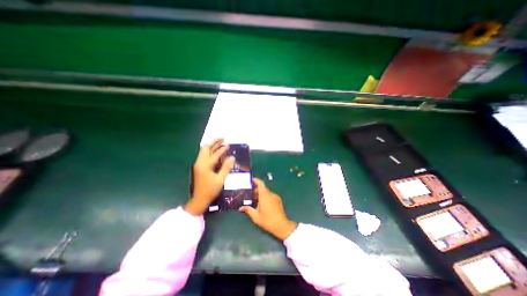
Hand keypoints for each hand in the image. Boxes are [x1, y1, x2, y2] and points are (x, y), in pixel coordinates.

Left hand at [185, 138, 233, 216]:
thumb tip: (232, 157)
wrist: (199, 199)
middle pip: (206, 148)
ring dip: (211, 146)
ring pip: (204, 151)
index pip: (215, 154)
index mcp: (205, 165)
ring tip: (219, 142)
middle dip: (214, 142)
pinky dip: (210, 151)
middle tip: (222, 138)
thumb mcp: (220, 179)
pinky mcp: (199, 167)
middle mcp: (200, 163)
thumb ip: (226, 167)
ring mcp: (198, 164)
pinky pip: (204, 155)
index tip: (228, 145)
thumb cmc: (210, 190)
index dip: (222, 149)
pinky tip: (215, 151)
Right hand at [239, 178, 295, 240]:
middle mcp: (271, 194)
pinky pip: (270, 196)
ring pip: (267, 192)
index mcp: (265, 196)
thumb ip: (248, 210)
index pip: (261, 184)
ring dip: (261, 194)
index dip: (256, 180)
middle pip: (263, 188)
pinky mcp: (278, 201)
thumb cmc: (268, 221)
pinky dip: (265, 197)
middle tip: (249, 194)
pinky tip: (262, 204)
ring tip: (254, 200)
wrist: (282, 226)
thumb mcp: (256, 216)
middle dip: (256, 190)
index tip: (251, 180)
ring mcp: (275, 197)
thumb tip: (241, 207)